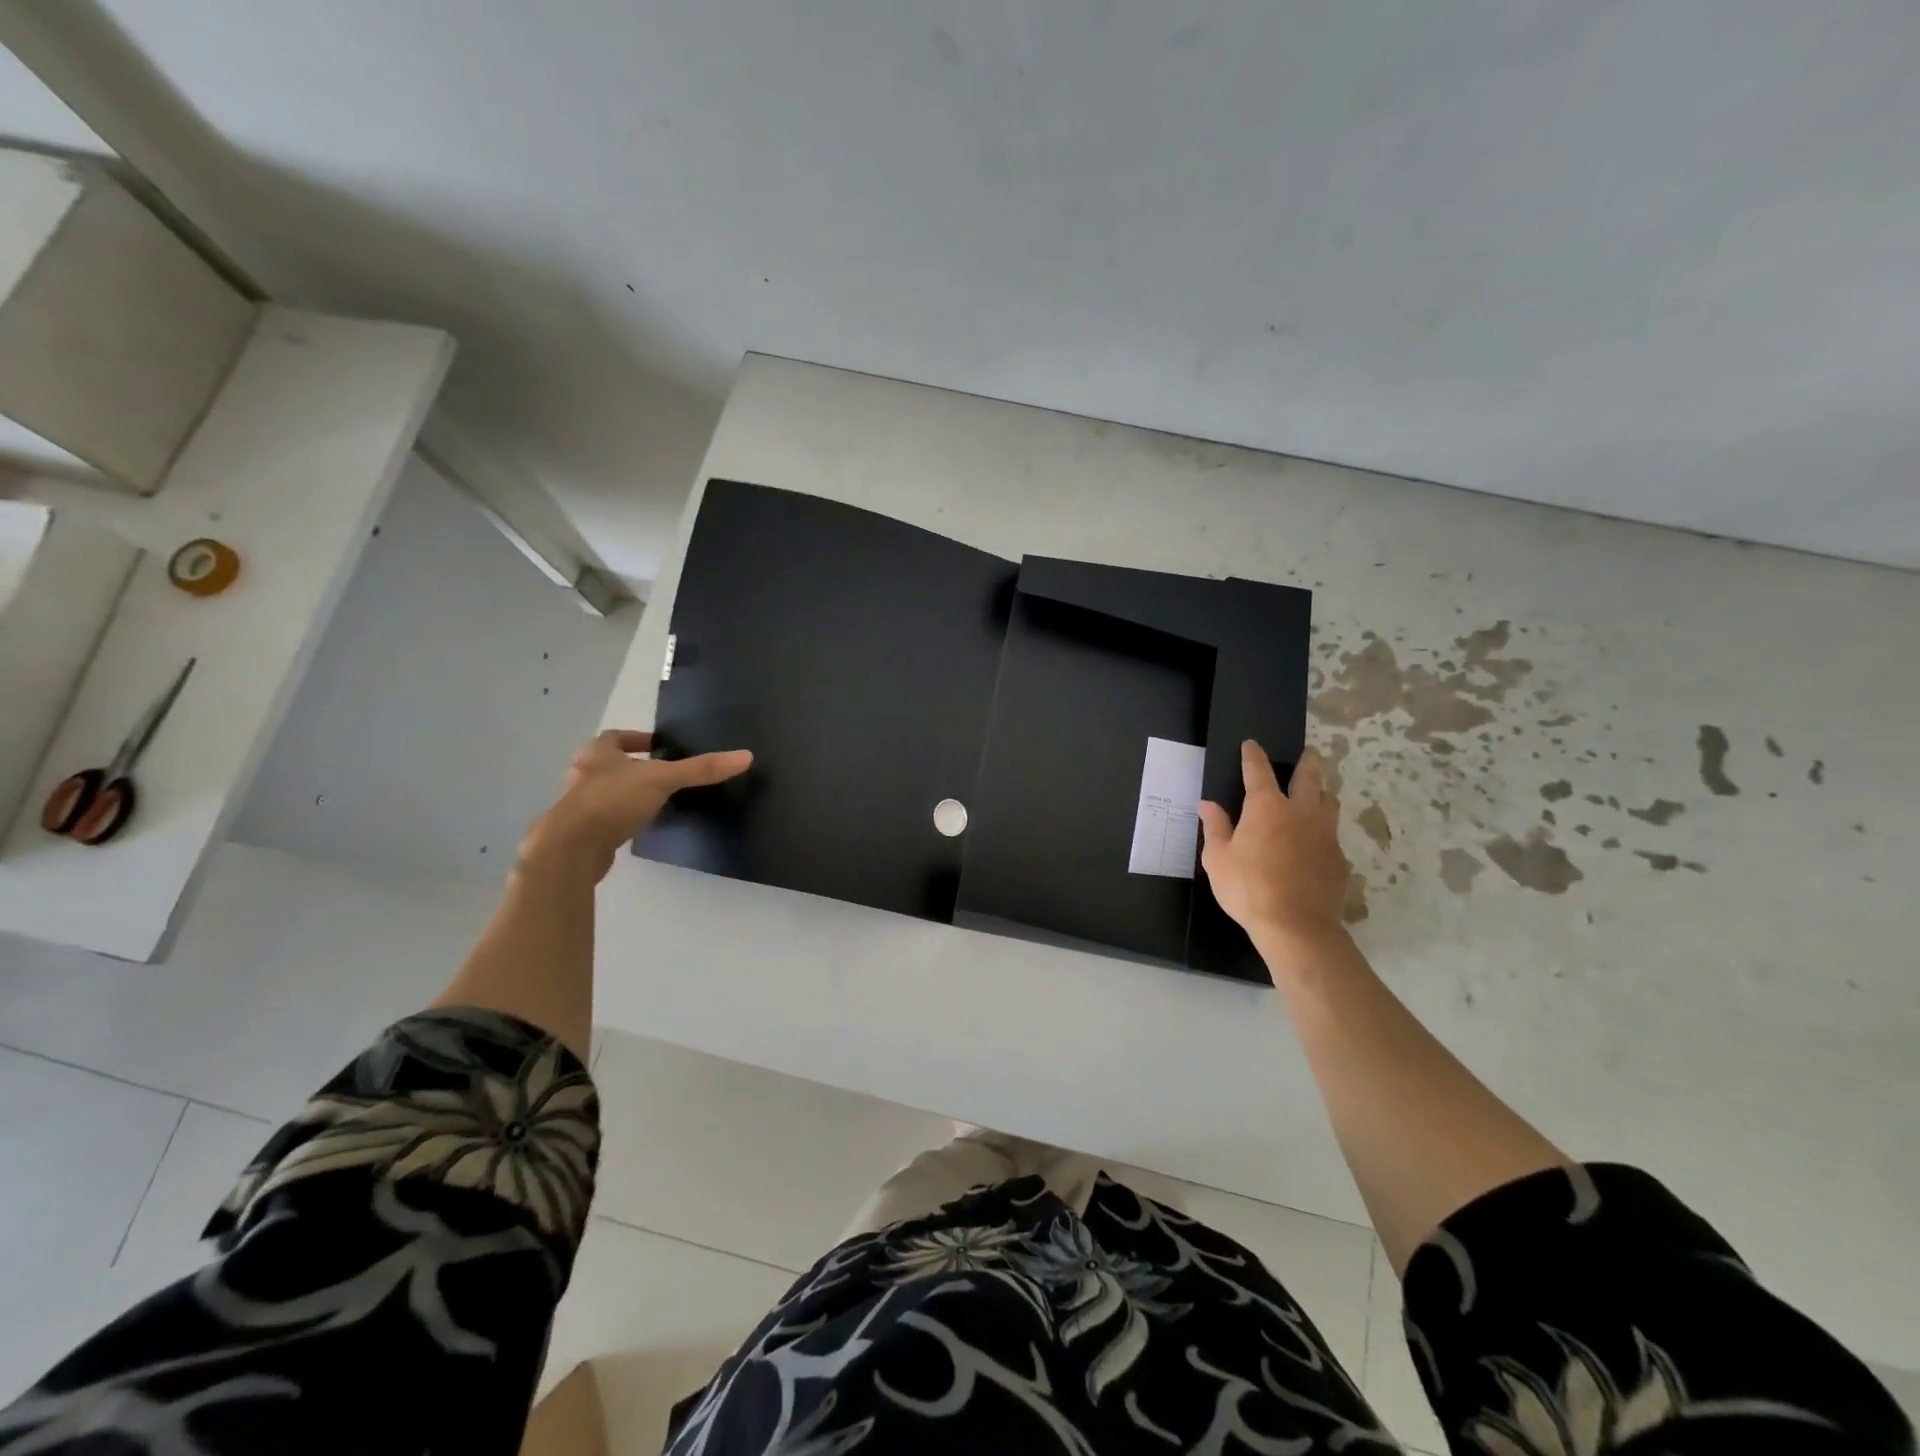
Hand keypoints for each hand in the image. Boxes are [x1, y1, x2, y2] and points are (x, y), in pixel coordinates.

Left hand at [523, 729, 751, 881]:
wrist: (571, 848)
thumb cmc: (612, 801)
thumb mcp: (663, 779)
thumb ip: (701, 769)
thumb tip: (746, 756)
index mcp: (596, 754)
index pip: (614, 737)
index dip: (635, 738)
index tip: (657, 745)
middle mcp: (583, 775)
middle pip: (607, 764)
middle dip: (630, 766)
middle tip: (659, 772)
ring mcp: (578, 806)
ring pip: (604, 792)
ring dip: (624, 793)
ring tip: (654, 800)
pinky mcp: (581, 833)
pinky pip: (604, 819)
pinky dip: (620, 819)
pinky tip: (638, 827)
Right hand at [1198, 742, 1350, 959]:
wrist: (1296, 926)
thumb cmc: (1248, 888)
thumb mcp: (1218, 859)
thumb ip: (1215, 827)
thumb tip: (1207, 804)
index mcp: (1266, 807)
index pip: (1258, 771)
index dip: (1253, 755)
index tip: (1251, 744)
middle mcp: (1300, 812)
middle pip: (1310, 776)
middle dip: (1308, 761)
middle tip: (1310, 752)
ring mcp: (1325, 834)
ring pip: (1330, 802)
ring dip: (1323, 792)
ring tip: (1318, 793)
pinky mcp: (1339, 858)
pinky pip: (1333, 835)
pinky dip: (1324, 831)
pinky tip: (1317, 843)